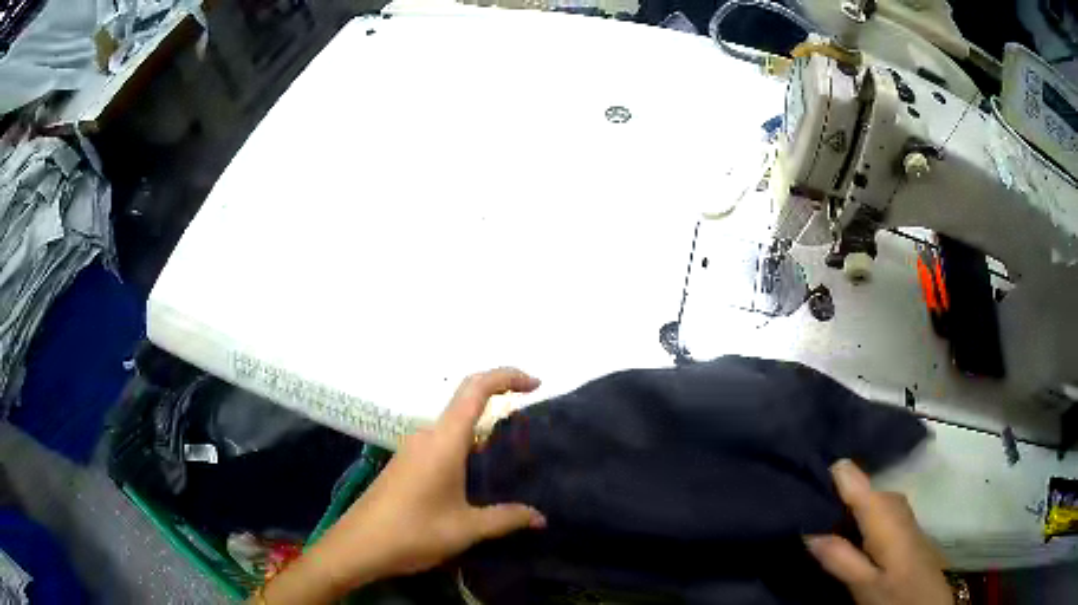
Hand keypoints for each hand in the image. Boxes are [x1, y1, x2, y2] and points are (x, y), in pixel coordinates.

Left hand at [279, 368, 546, 600]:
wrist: (358, 545)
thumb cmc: (413, 532)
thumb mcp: (466, 528)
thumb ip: (506, 518)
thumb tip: (541, 517)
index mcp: (443, 441)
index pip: (476, 388)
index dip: (507, 377)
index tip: (536, 384)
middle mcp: (426, 436)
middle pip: (466, 404)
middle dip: (499, 407)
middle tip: (530, 432)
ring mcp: (412, 449)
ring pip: (453, 428)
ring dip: (482, 433)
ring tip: (509, 460)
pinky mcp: (404, 465)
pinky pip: (441, 444)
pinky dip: (465, 449)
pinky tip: (475, 480)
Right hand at [806, 460, 951, 604]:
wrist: (930, 601)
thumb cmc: (898, 594)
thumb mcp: (864, 585)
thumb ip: (838, 557)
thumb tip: (807, 531)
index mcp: (882, 511)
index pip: (849, 474)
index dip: (825, 475)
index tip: (799, 480)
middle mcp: (892, 500)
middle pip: (856, 486)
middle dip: (830, 498)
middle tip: (803, 516)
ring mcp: (899, 510)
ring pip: (864, 498)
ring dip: (842, 509)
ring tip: (818, 525)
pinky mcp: (901, 522)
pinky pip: (873, 508)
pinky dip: (855, 517)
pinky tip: (843, 535)